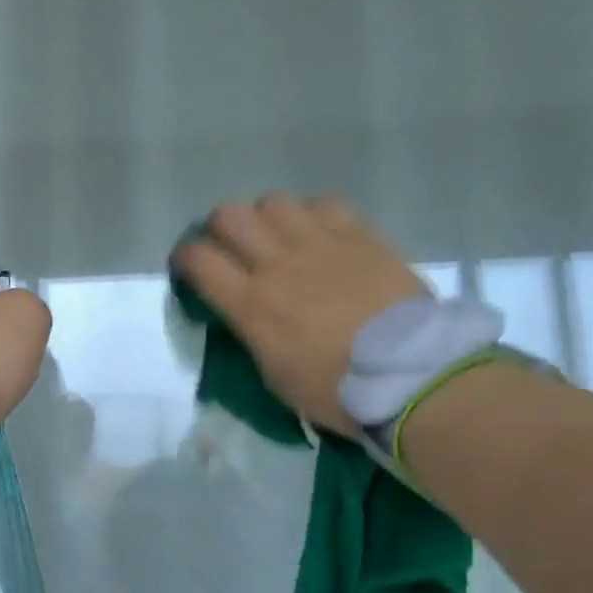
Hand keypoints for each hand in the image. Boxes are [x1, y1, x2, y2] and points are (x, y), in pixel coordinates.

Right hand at [172, 194, 427, 437]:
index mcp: (249, 305)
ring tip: (278, 236)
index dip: (184, 256)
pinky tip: (320, 232)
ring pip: (274, 202)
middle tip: (231, 247)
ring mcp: (320, 244)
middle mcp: (277, 264)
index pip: (197, 259)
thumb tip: (246, 314)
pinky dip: (313, 213)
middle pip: (229, 216)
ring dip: (266, 217)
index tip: (189, 266)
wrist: (408, 376)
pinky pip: (325, 203)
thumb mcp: (274, 374)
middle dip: (220, 228)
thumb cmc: (334, 390)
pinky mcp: (360, 236)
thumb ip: (252, 334)